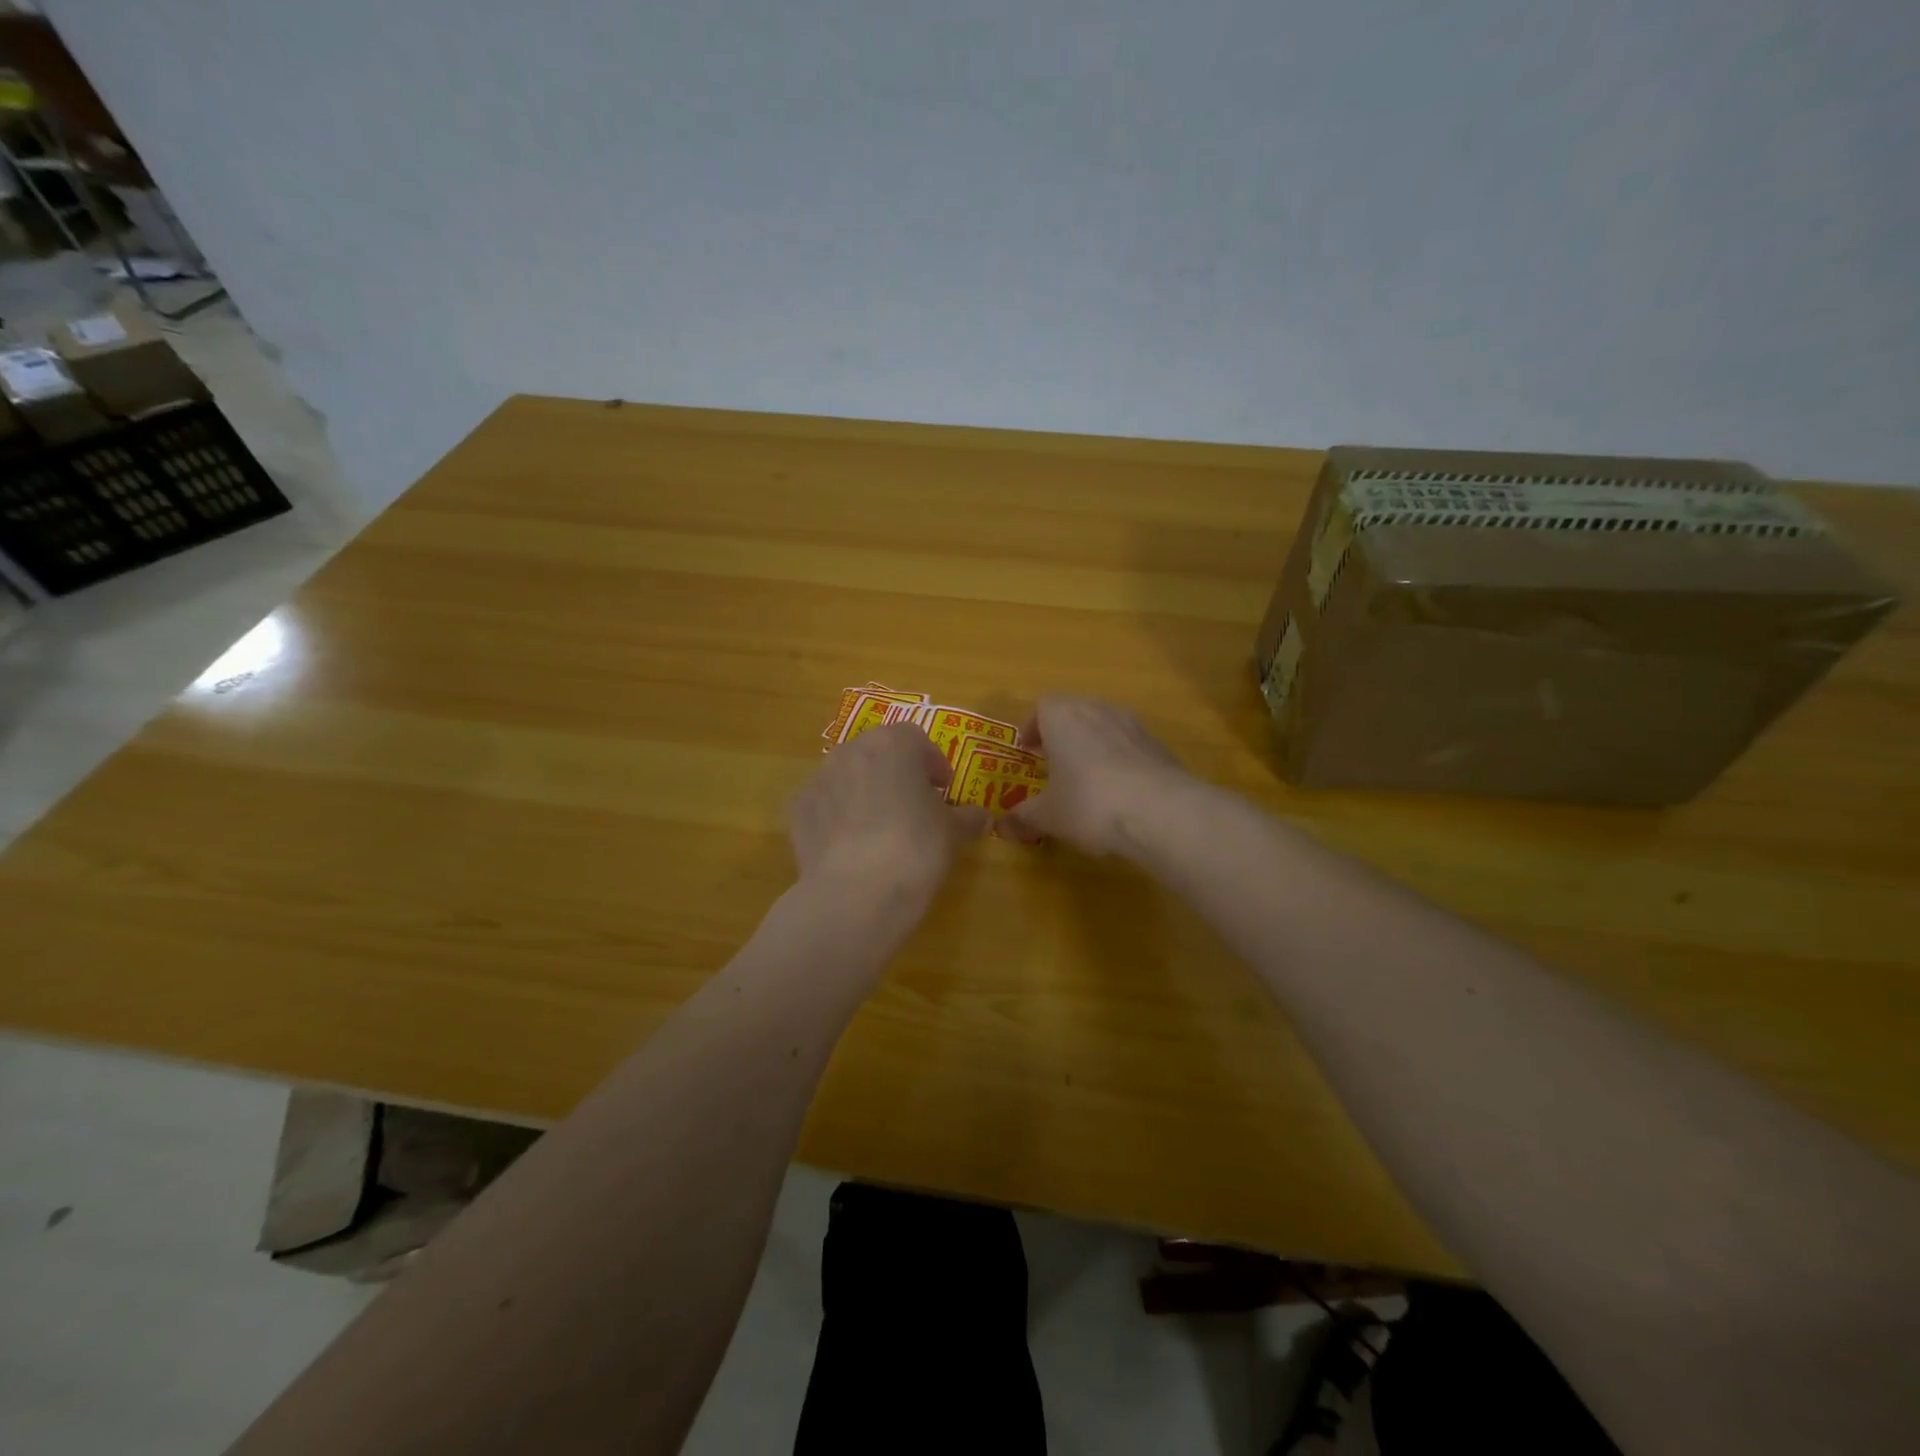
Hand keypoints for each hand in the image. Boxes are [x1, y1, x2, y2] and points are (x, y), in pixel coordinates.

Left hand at [788, 723, 989, 906]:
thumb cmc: (916, 849)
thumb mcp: (953, 833)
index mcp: (893, 745)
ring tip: (879, 828)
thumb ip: (968, 818)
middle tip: (912, 805)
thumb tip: (980, 816)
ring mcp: (819, 778)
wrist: (855, 894)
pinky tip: (849, 846)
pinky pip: (823, 804)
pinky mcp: (797, 809)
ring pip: (847, 775)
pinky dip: (835, 816)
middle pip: (878, 752)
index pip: (917, 738)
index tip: (943, 789)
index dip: (932, 762)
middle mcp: (851, 751)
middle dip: (895, 773)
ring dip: (864, 791)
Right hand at [1001, 696, 1190, 854]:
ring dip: (1091, 745)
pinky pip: (1129, 745)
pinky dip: (1119, 760)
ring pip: (1103, 726)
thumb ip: (1023, 816)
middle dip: (1061, 735)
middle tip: (1053, 765)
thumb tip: (1003, 825)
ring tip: (1086, 780)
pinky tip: (1119, 793)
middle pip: (1074, 712)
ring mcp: (1132, 724)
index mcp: (1062, 716)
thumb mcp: (1048, 816)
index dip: (1032, 728)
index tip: (1028, 753)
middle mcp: (1097, 709)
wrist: (1161, 811)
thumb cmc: (1089, 804)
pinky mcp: (1158, 744)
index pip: (1042, 706)